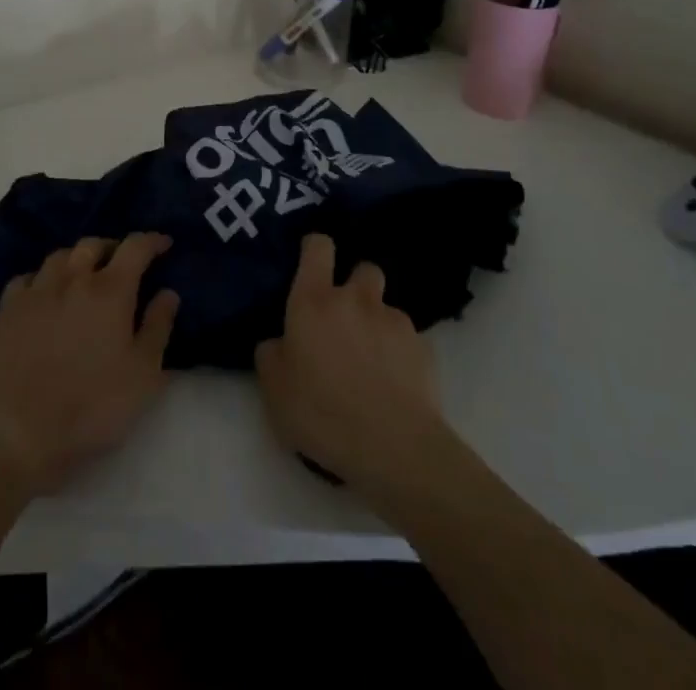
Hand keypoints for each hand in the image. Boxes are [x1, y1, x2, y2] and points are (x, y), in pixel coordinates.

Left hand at [0, 233, 179, 496]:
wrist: (20, 431)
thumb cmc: (92, 406)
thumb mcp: (143, 375)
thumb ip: (158, 328)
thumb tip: (168, 292)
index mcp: (110, 291)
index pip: (135, 248)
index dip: (152, 241)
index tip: (163, 244)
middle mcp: (72, 279)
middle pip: (93, 245)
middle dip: (112, 247)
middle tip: (122, 263)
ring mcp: (36, 291)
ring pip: (59, 256)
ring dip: (76, 259)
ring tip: (83, 276)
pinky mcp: (7, 310)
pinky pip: (27, 278)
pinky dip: (41, 279)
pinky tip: (44, 294)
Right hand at [256, 234, 449, 492]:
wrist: (394, 448)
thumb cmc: (322, 413)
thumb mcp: (274, 389)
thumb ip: (272, 354)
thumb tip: (279, 342)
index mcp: (314, 301)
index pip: (319, 246)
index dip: (316, 249)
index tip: (312, 262)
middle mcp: (356, 299)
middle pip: (363, 268)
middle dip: (357, 286)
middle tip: (346, 319)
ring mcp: (394, 321)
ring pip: (386, 307)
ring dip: (378, 324)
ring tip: (373, 362)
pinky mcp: (424, 348)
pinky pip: (408, 340)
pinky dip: (401, 354)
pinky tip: (395, 385)